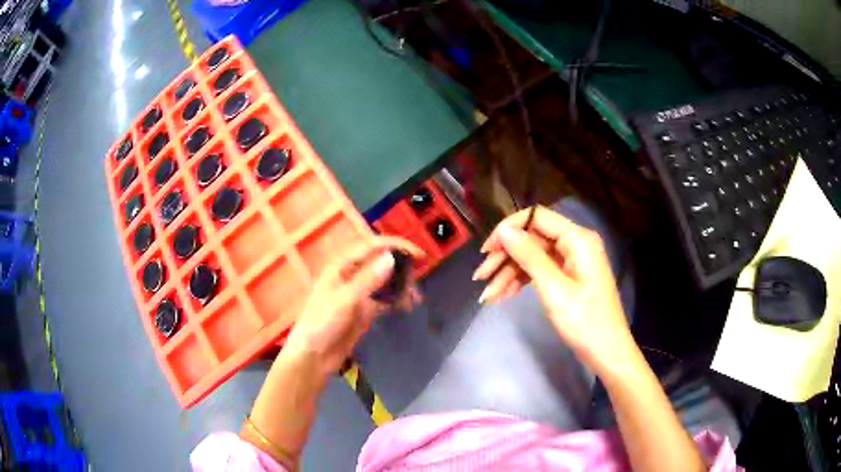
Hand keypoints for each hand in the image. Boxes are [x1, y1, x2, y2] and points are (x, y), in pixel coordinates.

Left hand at [284, 236, 423, 373]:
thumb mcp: (345, 300)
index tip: (419, 254)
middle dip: (401, 268)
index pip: (372, 247)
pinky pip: (383, 300)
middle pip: (380, 263)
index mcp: (341, 267)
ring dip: (400, 286)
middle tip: (417, 282)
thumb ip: (368, 279)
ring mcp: (357, 294)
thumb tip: (391, 257)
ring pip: (384, 282)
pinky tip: (406, 307)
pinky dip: (395, 301)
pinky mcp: (362, 312)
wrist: (314, 357)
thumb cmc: (322, 324)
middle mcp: (351, 276)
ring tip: (414, 298)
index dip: (396, 246)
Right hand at [473, 206, 635, 373]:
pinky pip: (540, 271)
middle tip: (480, 277)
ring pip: (533, 257)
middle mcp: (575, 243)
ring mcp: (572, 260)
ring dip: (509, 273)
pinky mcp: (568, 276)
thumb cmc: (584, 321)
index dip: (509, 229)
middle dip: (505, 257)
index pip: (537, 217)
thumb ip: (529, 256)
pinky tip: (503, 296)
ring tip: (487, 295)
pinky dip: (521, 282)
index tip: (487, 251)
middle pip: (532, 239)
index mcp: (577, 239)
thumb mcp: (554, 289)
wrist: (607, 352)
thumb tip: (505, 230)